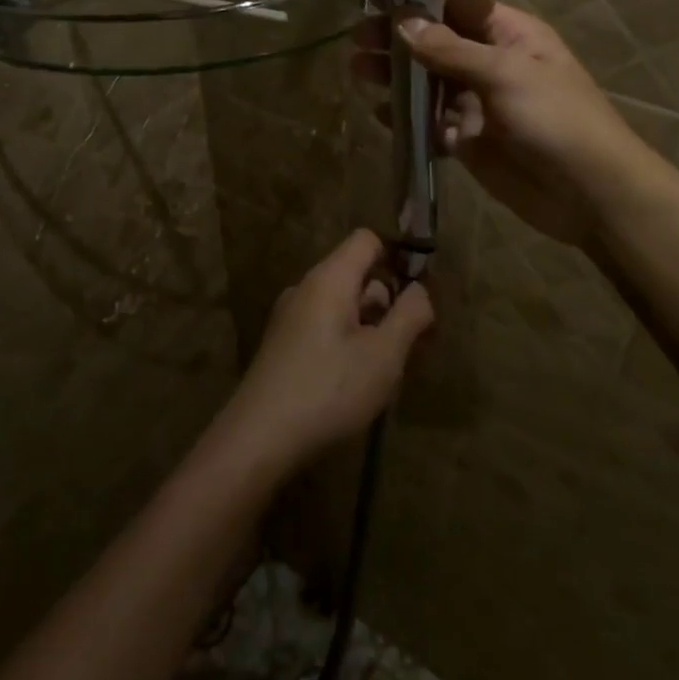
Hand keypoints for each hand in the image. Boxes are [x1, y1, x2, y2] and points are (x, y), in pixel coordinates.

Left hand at [219, 230, 433, 469]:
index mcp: (329, 279)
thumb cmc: (329, 389)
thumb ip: (410, 315)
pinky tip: (359, 383)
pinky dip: (350, 344)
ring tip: (391, 371)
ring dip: (373, 329)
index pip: (367, 240)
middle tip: (416, 346)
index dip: (397, 258)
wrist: (259, 439)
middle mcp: (306, 289)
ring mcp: (291, 318)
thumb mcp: (384, 354)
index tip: (419, 296)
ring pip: (344, 307)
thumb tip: (419, 290)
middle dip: (390, 304)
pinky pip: (326, 329)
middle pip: (358, 276)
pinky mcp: (283, 346)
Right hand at [353, 0, 650, 249]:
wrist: (588, 192)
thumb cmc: (554, 118)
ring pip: (428, 84)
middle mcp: (491, 63)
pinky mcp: (467, 141)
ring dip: (395, 78)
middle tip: (357, 41)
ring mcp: (478, 104)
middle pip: (436, 43)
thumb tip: (403, 23)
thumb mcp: (505, 73)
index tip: (376, 0)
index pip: (457, 5)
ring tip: (357, 71)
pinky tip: (378, 112)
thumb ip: (451, 50)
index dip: (419, 1)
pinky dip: (406, 118)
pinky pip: (430, 123)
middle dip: (398, 41)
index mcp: (509, 34)